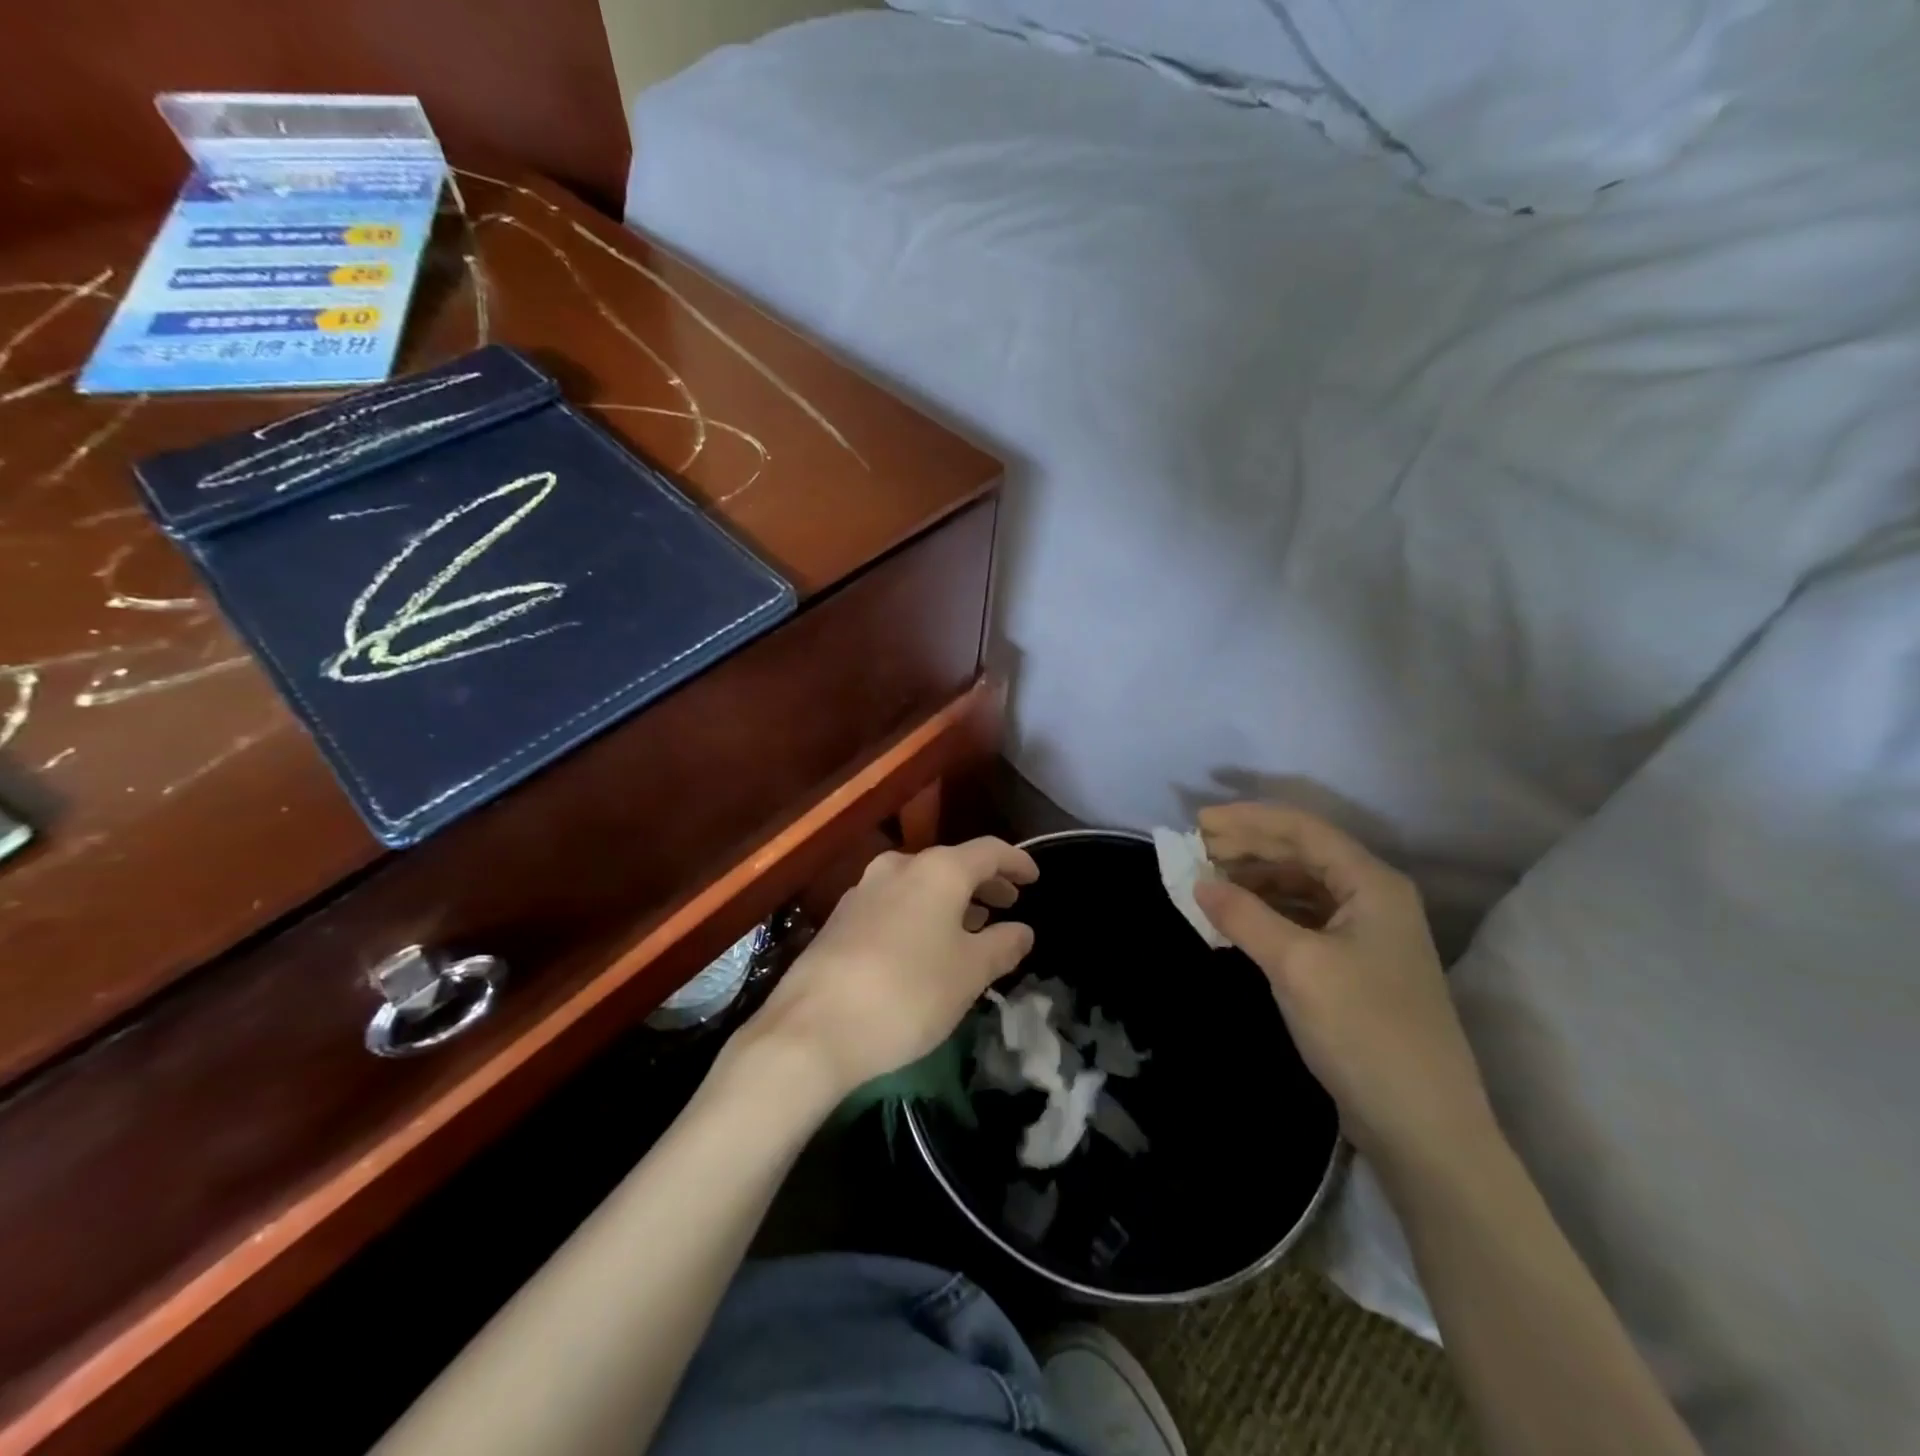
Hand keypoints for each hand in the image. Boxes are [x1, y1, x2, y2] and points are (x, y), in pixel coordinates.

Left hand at [741, 837, 1039, 1102]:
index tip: (1035, 879)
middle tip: (1007, 904)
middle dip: (984, 883)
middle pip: (952, 864)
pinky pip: (895, 903)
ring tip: (971, 928)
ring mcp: (864, 890)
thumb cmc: (908, 993)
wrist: (813, 1028)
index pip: (989, 851)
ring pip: (920, 884)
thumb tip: (1022, 930)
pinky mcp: (841, 918)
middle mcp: (899, 867)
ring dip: (951, 900)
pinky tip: (925, 946)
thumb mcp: (969, 973)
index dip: (1017, 862)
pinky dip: (921, 914)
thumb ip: (1002, 945)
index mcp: (937, 870)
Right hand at [1192, 803, 1493, 1171]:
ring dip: (1255, 880)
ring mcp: (1367, 933)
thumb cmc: (1363, 1030)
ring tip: (1209, 883)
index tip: (1198, 823)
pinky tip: (1237, 921)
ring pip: (1301, 886)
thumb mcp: (1296, 966)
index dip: (1247, 820)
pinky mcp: (1355, 965)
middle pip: (1302, 854)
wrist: (1422, 1125)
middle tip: (1196, 851)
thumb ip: (1245, 916)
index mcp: (1372, 884)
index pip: (1303, 830)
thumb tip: (1199, 883)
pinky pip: (1303, 919)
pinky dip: (1267, 912)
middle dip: (1248, 847)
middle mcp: (1374, 898)